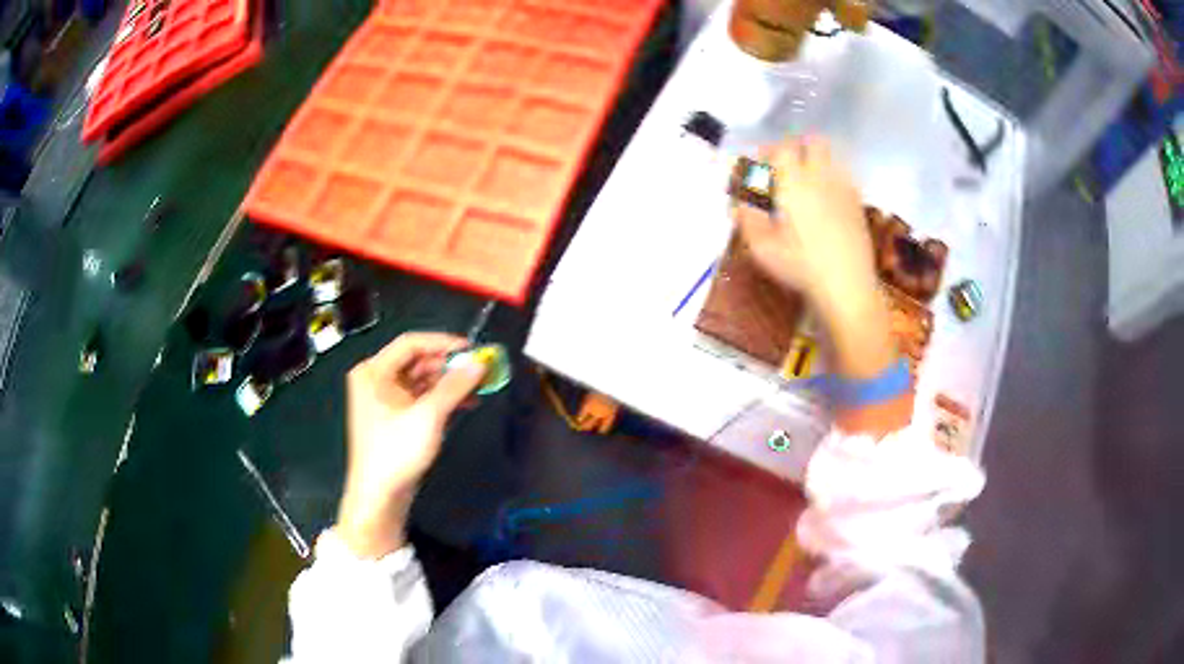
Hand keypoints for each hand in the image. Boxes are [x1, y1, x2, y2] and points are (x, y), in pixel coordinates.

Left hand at [335, 332, 486, 558]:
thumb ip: (455, 386)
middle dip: (449, 365)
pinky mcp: (394, 417)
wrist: (379, 495)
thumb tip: (479, 363)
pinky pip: (420, 398)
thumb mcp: (428, 416)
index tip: (472, 349)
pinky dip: (441, 399)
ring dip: (449, 383)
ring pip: (421, 380)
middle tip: (479, 370)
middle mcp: (376, 380)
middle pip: (417, 361)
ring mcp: (384, 399)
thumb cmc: (396, 452)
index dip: (443, 343)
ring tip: (478, 388)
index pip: (411, 343)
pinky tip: (465, 404)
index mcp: (374, 372)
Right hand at [734, 136, 897, 384]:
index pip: (780, 149)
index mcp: (794, 182)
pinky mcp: (858, 203)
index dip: (767, 153)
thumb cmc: (800, 266)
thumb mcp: (762, 246)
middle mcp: (821, 177)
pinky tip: (826, 199)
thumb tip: (737, 202)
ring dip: (817, 160)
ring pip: (832, 156)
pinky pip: (845, 176)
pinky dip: (833, 178)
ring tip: (806, 181)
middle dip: (796, 148)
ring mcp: (844, 188)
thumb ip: (746, 217)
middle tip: (784, 167)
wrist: (846, 286)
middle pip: (812, 142)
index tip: (759, 167)